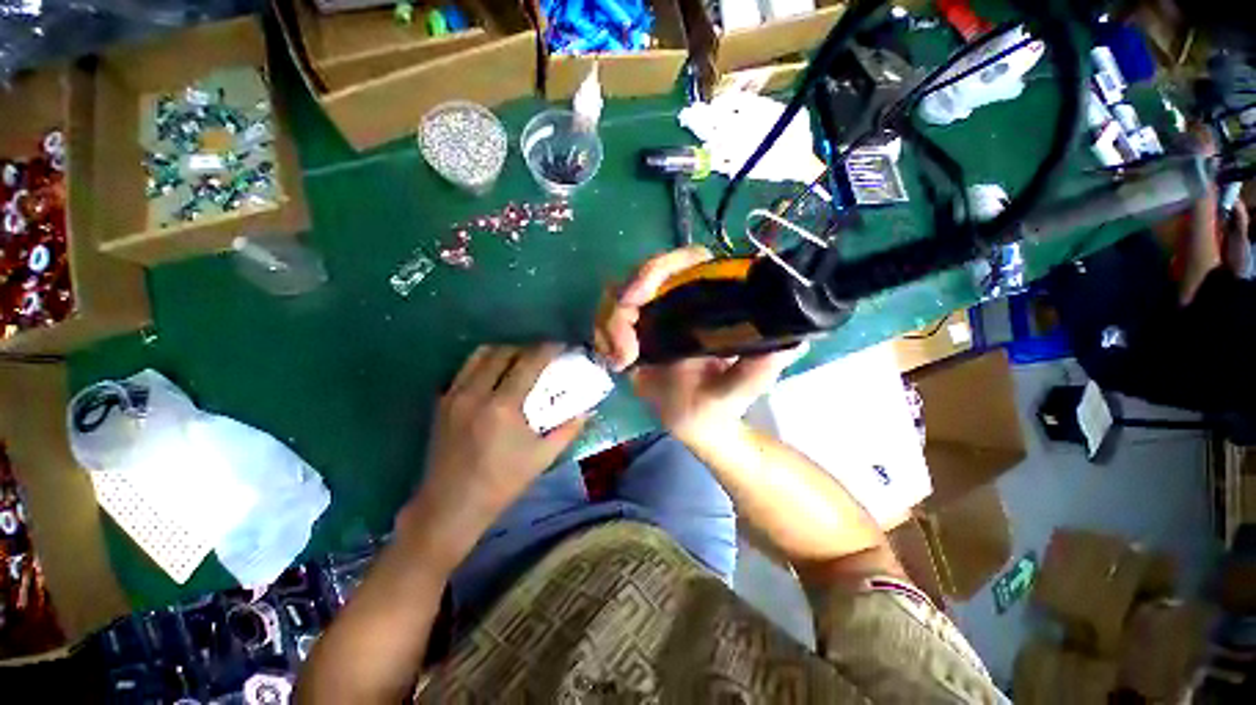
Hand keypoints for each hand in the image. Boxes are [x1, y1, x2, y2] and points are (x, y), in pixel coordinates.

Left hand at [397, 344, 585, 567]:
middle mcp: (476, 393)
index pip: (528, 362)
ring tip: (517, 361)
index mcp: (503, 407)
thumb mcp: (542, 457)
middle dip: (525, 348)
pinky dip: (482, 365)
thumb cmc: (502, 482)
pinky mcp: (441, 403)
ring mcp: (454, 396)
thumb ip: (568, 430)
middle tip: (540, 355)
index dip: (547, 349)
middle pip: (503, 352)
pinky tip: (493, 378)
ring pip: (479, 355)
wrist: (452, 505)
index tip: (560, 346)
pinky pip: (464, 370)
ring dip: (502, 352)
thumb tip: (586, 410)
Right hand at [594, 247, 804, 442]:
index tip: (638, 297)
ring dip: (609, 323)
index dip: (661, 268)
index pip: (688, 261)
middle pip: (642, 274)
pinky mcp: (633, 329)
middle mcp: (681, 299)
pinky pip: (606, 316)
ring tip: (620, 360)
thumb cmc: (718, 406)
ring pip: (617, 293)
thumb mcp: (737, 391)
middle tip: (624, 349)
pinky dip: (602, 334)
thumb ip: (757, 372)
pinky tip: (614, 360)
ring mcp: (654, 313)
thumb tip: (789, 342)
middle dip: (623, 306)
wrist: (694, 422)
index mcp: (710, 302)